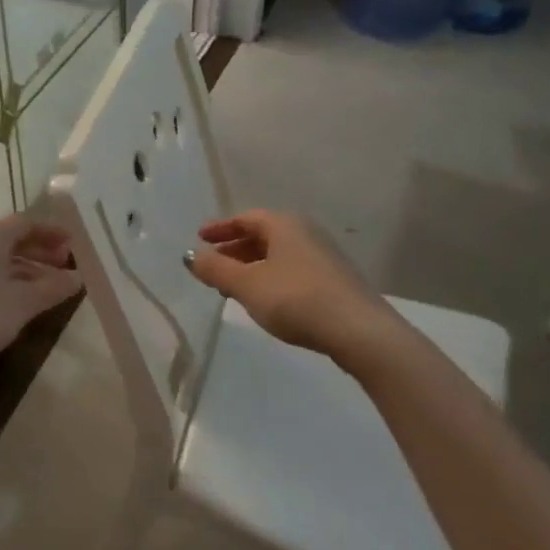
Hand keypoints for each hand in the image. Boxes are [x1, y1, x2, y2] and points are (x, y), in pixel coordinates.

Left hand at [0, 214, 82, 371]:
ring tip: (48, 288)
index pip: (26, 222)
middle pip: (11, 238)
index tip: (73, 245)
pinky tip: (18, 301)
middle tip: (64, 266)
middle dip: (40, 250)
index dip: (51, 231)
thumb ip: (51, 288)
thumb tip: (78, 278)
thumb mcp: (21, 303)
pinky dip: (7, 280)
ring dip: (25, 268)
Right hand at [186, 210, 410, 375]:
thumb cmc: (296, 299)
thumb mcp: (247, 285)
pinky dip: (272, 278)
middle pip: (263, 235)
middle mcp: (306, 232)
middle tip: (214, 266)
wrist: (359, 331)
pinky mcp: (336, 281)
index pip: (245, 218)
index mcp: (284, 224)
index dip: (221, 228)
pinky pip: (293, 270)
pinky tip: (266, 300)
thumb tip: (190, 256)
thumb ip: (216, 270)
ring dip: (253, 267)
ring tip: (234, 288)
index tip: (200, 238)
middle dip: (235, 250)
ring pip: (278, 255)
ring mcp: (324, 256)